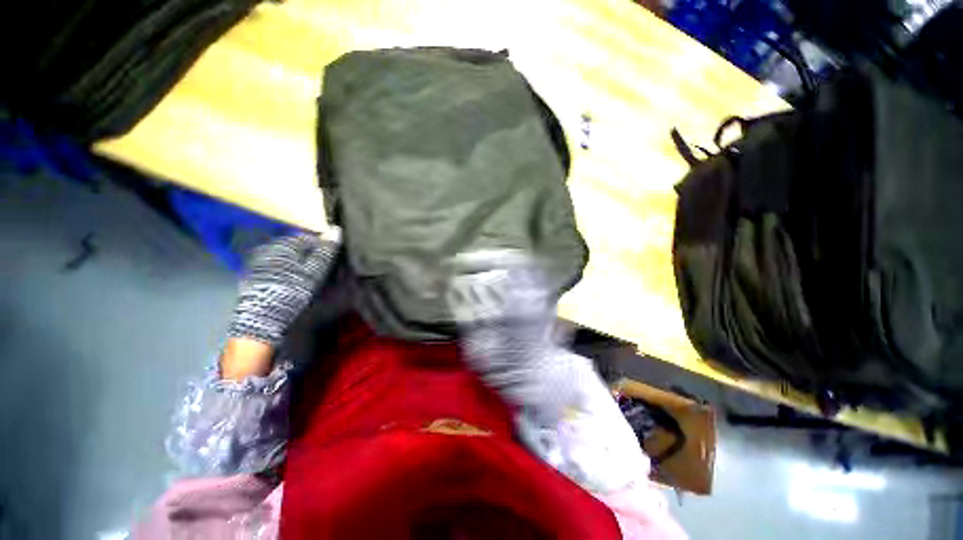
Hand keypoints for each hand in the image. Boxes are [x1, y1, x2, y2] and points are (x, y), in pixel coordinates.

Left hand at [222, 232, 339, 378]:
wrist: (262, 319)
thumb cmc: (292, 291)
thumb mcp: (314, 271)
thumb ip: (325, 251)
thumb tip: (336, 230)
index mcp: (284, 245)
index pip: (308, 237)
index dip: (322, 246)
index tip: (331, 259)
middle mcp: (268, 248)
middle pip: (294, 245)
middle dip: (308, 253)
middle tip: (320, 268)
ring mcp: (258, 261)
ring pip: (285, 255)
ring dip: (297, 261)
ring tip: (306, 275)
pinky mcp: (253, 274)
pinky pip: (275, 265)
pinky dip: (285, 269)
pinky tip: (290, 281)